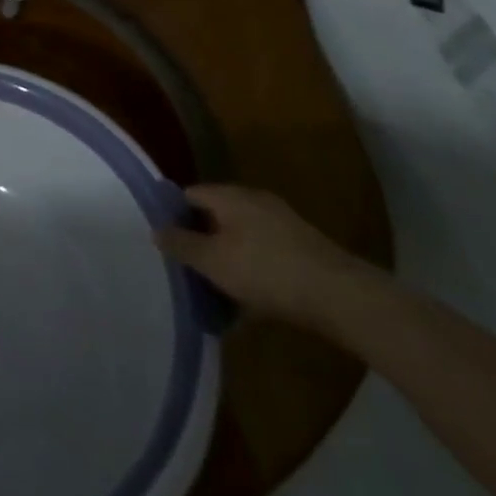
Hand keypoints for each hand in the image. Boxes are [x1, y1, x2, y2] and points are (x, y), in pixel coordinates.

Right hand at [155, 184, 369, 329]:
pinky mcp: (300, 246)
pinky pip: (263, 252)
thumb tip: (156, 229)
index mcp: (229, 196)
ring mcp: (280, 222)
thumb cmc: (266, 271)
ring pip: (241, 236)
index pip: (189, 195)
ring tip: (218, 292)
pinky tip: (252, 301)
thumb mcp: (214, 262)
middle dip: (202, 241)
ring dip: (228, 259)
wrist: (339, 294)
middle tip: (190, 271)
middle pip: (216, 216)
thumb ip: (182, 245)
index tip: (167, 244)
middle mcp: (253, 200)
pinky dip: (252, 269)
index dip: (174, 216)